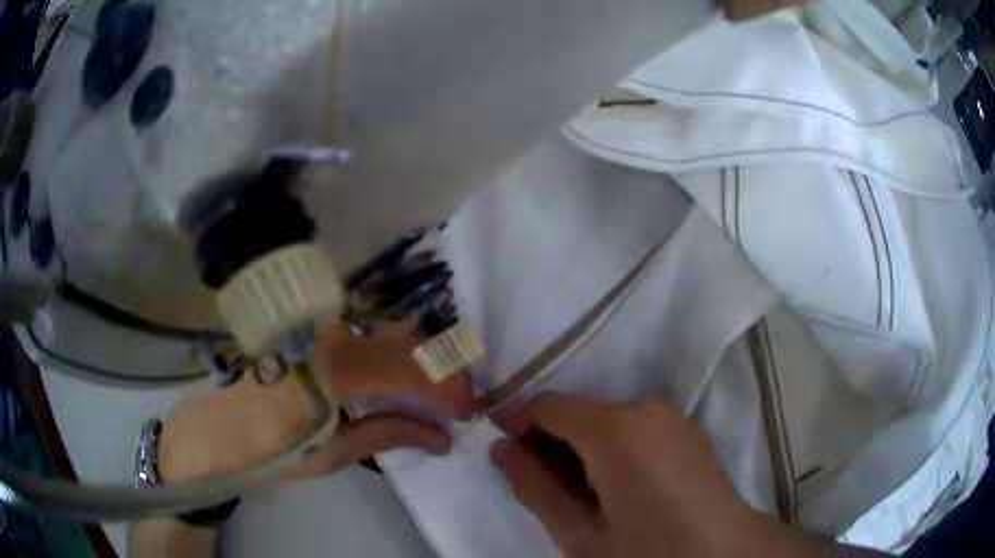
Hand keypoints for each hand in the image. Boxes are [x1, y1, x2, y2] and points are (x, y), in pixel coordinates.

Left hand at [158, 320, 475, 483]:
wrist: (209, 430)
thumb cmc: (263, 452)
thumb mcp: (329, 455)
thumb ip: (387, 434)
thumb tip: (443, 437)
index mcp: (329, 368)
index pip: (411, 367)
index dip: (449, 388)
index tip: (467, 412)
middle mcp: (325, 330)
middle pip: (405, 341)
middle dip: (443, 370)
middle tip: (456, 400)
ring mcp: (313, 321)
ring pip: (385, 327)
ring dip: (420, 353)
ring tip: (436, 384)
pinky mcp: (304, 322)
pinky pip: (361, 326)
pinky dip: (391, 342)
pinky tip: (401, 359)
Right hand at [491, 395, 831, 557]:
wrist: (725, 554)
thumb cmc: (647, 551)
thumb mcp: (579, 533)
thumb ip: (533, 487)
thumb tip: (501, 450)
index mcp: (615, 429)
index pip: (547, 406)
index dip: (520, 429)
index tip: (512, 463)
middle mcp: (646, 408)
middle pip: (579, 411)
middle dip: (553, 444)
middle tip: (547, 490)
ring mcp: (673, 417)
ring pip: (609, 419)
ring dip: (585, 448)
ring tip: (587, 496)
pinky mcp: (690, 429)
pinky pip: (638, 428)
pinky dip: (616, 448)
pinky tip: (624, 489)